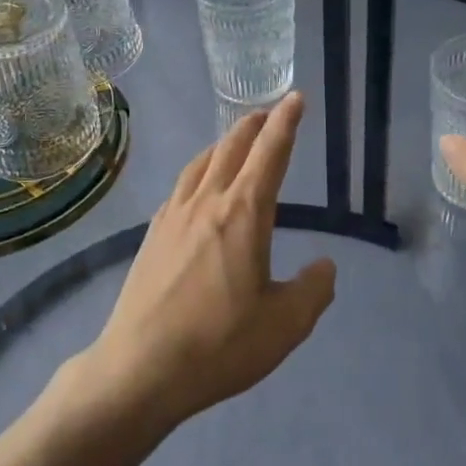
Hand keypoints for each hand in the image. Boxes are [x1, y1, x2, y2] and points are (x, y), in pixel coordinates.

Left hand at [84, 93, 336, 431]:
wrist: (140, 367)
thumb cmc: (219, 344)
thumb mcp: (285, 325)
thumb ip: (313, 290)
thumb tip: (324, 266)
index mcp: (243, 214)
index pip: (270, 154)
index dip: (286, 123)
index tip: (294, 98)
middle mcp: (206, 202)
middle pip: (231, 148)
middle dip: (254, 125)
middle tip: (268, 112)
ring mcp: (173, 216)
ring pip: (201, 163)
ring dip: (223, 143)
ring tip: (235, 141)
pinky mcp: (152, 235)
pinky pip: (180, 186)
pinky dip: (199, 171)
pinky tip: (197, 187)